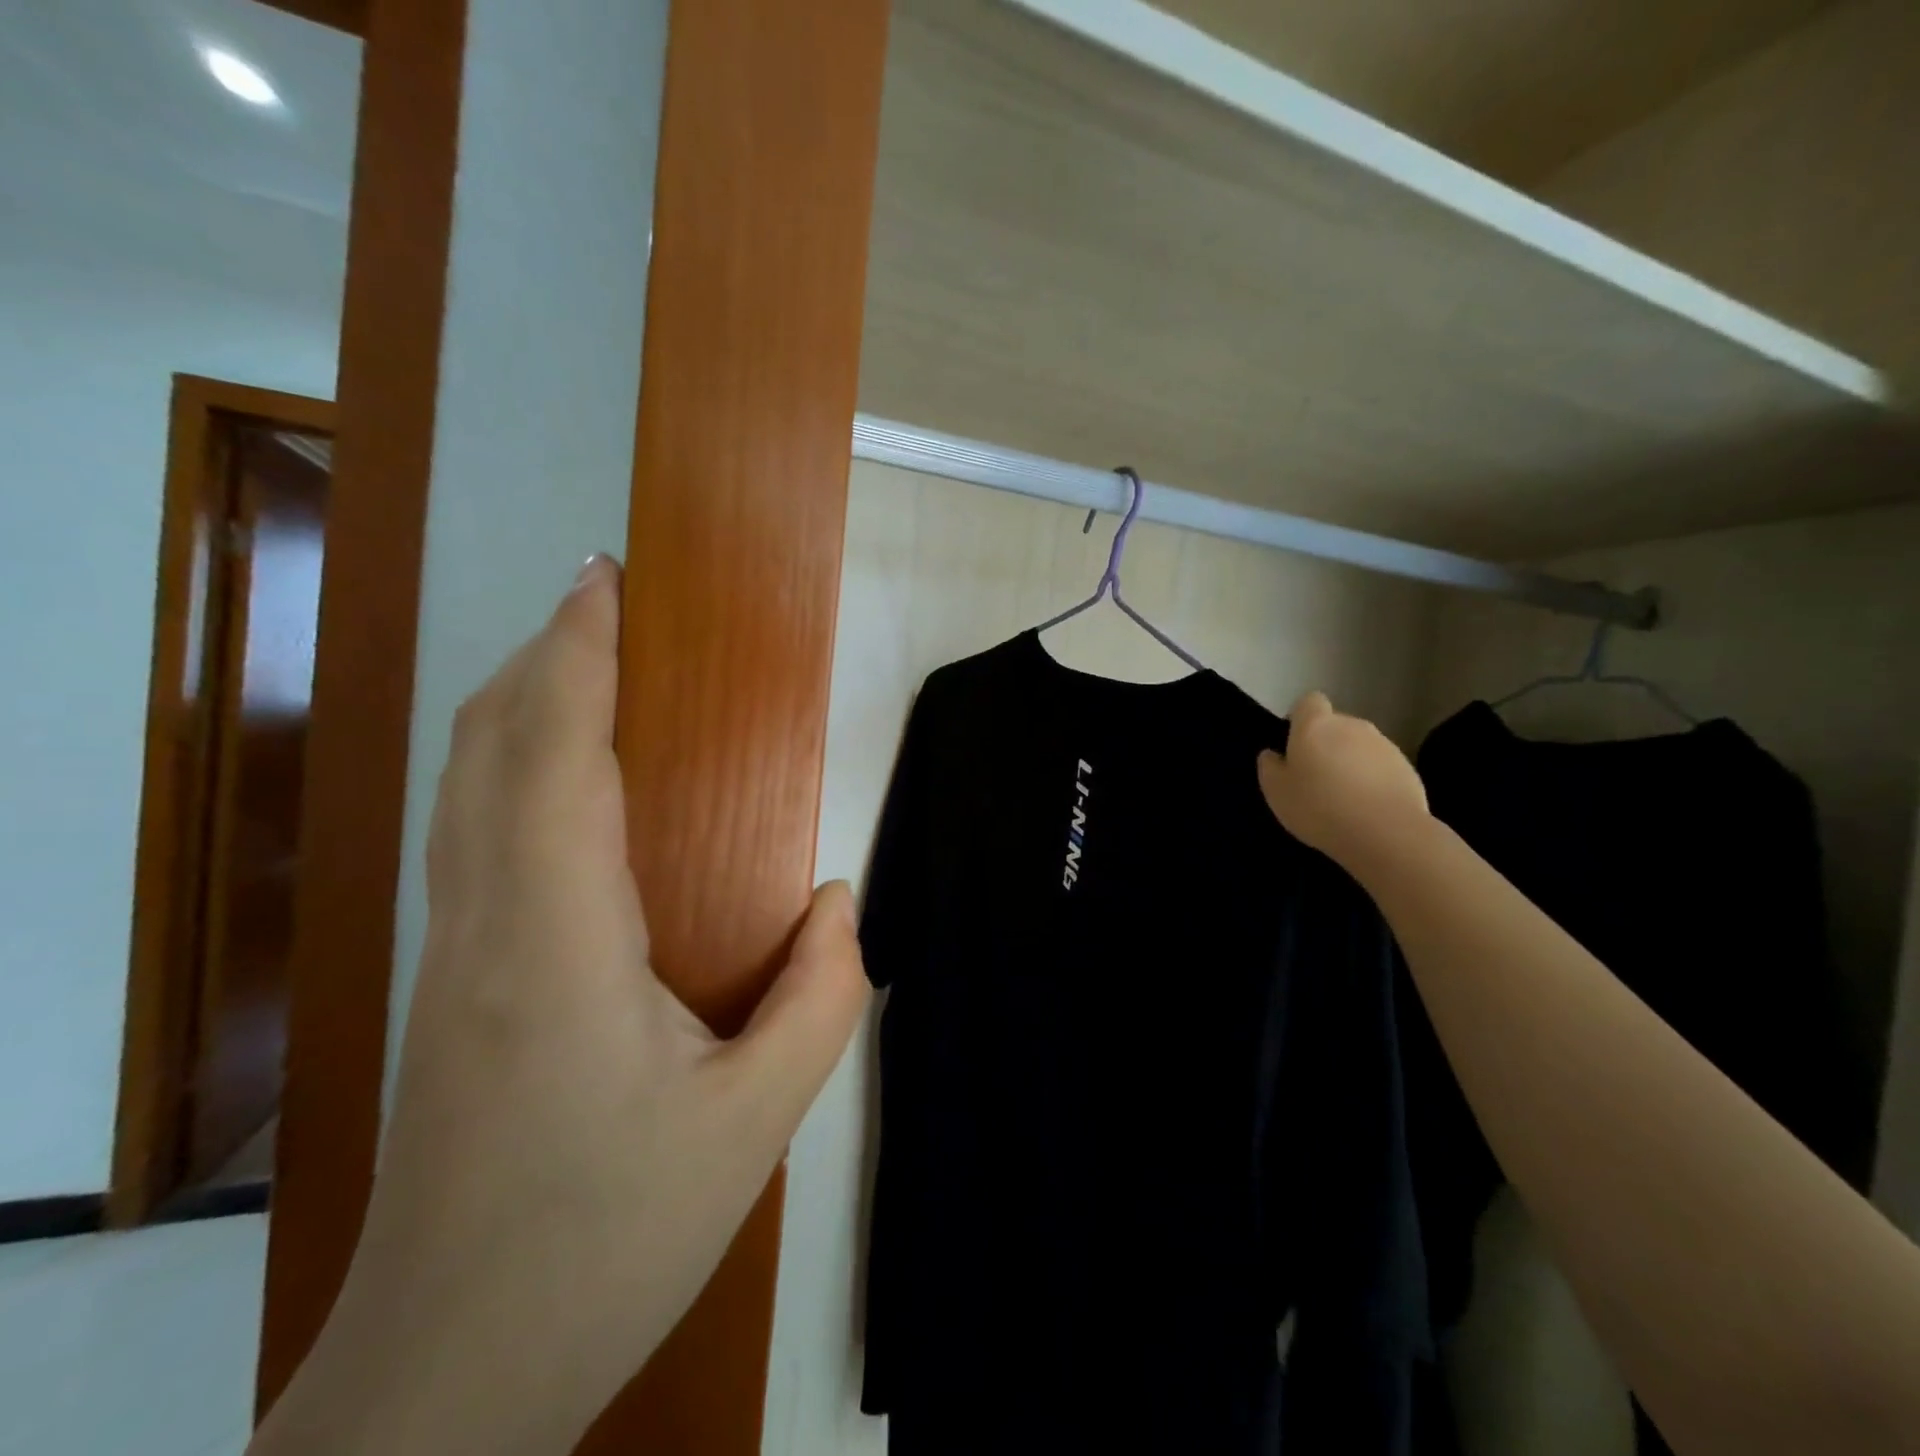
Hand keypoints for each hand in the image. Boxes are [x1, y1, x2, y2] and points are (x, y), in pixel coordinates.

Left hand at [254, 556, 869, 1455]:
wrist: (446, 1375)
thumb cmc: (606, 1239)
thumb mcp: (751, 1126)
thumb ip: (819, 999)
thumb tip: (841, 902)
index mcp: (554, 942)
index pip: (551, 756)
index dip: (575, 655)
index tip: (606, 582)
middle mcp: (480, 925)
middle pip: (489, 748)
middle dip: (543, 656)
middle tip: (610, 603)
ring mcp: (447, 954)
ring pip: (465, 786)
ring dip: (519, 704)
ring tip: (590, 663)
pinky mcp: (444, 983)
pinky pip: (470, 832)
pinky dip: (510, 765)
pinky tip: (564, 776)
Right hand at [1257, 691, 1429, 870]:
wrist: (1386, 832)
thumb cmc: (1319, 807)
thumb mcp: (1276, 792)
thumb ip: (1270, 767)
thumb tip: (1272, 754)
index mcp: (1316, 725)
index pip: (1309, 701)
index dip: (1300, 718)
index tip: (1294, 744)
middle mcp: (1352, 726)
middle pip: (1335, 725)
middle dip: (1326, 743)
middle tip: (1315, 777)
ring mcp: (1384, 745)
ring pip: (1359, 746)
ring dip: (1350, 762)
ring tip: (1343, 798)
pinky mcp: (1407, 768)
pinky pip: (1381, 767)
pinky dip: (1372, 780)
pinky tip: (1367, 808)